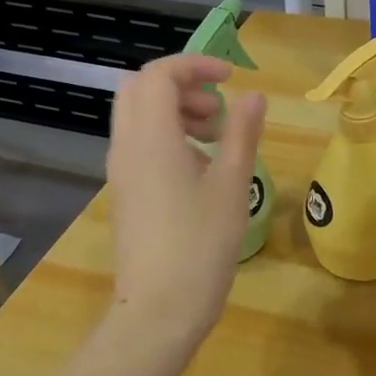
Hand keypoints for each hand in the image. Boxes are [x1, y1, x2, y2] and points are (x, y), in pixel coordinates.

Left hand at [106, 55, 266, 349]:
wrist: (158, 310)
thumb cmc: (200, 244)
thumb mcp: (232, 184)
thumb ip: (241, 132)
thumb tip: (254, 96)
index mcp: (151, 137)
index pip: (159, 74)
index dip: (195, 65)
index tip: (230, 78)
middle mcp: (127, 146)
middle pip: (139, 88)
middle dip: (180, 84)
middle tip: (217, 108)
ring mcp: (121, 171)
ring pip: (137, 116)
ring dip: (174, 110)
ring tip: (215, 138)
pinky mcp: (126, 192)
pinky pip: (138, 143)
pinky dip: (166, 135)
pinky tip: (200, 167)